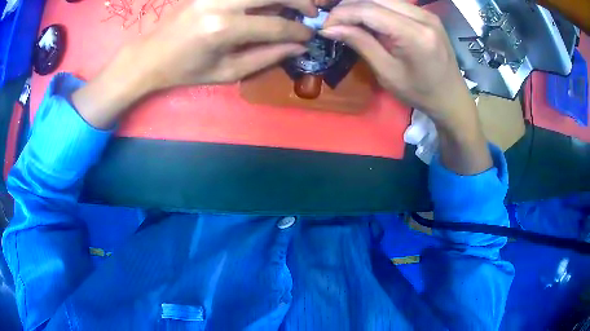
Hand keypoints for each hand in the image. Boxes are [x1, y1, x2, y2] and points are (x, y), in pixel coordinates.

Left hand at [73, 0, 315, 128]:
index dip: (298, 30)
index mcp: (223, 29)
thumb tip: (297, 47)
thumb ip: (265, 57)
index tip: (311, 35)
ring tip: (295, 5)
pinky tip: (268, 4)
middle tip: (312, 12)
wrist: (150, 56)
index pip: (275, 25)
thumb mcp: (225, 73)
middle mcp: (220, 4)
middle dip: (300, 1)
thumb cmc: (185, 71)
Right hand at [321, 0, 491, 173]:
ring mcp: (426, 13)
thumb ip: (361, 43)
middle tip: (334, 23)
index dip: (342, 14)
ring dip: (361, 7)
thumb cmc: (421, 93)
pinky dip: (376, 9)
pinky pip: (394, 4)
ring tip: (347, 21)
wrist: (451, 97)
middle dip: (348, 7)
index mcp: (415, 34)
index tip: (326, 27)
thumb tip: (330, 28)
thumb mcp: (387, 73)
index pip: (369, 10)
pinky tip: (367, 20)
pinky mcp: (426, 14)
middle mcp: (423, 16)